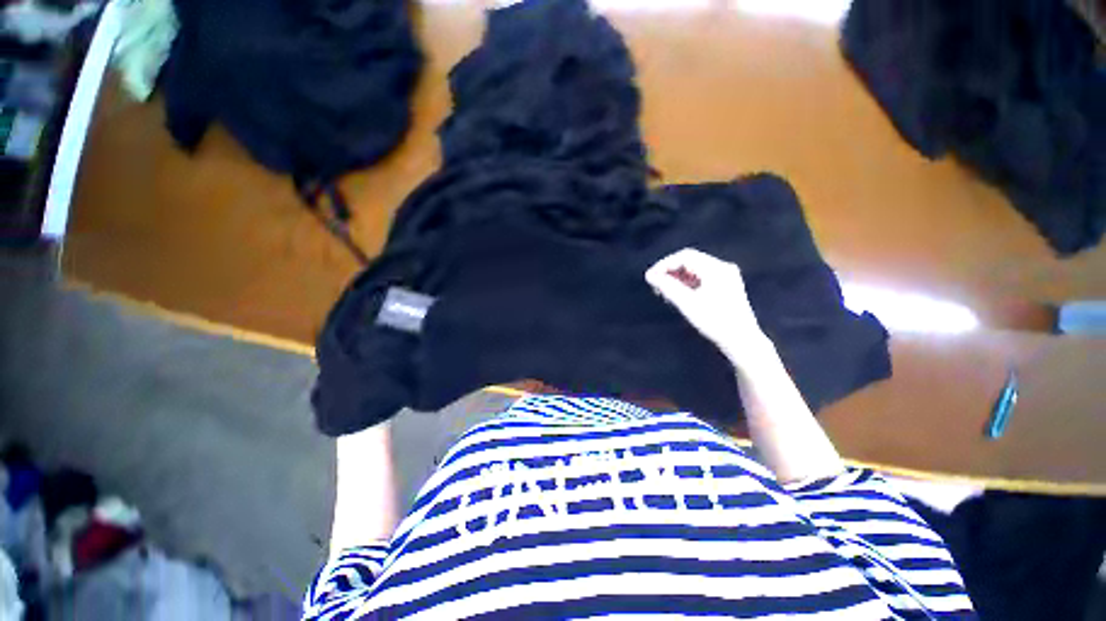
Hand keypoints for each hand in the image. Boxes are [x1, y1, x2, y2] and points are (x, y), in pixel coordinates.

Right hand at [645, 248, 770, 365]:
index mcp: (716, 269)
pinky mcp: (725, 286)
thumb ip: (667, 287)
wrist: (742, 341)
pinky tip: (677, 295)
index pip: (685, 256)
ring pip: (694, 270)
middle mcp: (722, 268)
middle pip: (690, 261)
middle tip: (654, 285)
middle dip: (670, 271)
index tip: (650, 277)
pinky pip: (701, 278)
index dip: (664, 264)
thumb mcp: (687, 304)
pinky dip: (686, 284)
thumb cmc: (715, 322)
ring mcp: (726, 277)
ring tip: (663, 292)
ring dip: (676, 278)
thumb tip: (649, 275)